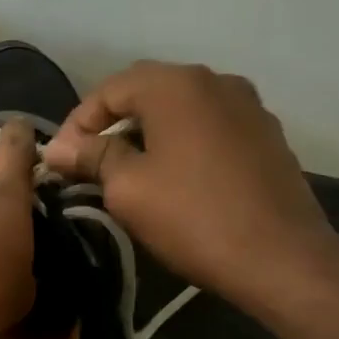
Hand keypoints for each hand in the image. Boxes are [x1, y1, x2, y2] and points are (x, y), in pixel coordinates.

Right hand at [41, 62, 338, 308]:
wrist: (280, 257)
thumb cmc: (192, 217)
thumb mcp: (127, 187)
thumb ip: (90, 156)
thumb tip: (58, 148)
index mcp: (176, 85)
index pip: (109, 89)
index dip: (77, 124)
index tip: (60, 161)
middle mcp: (215, 81)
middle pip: (145, 92)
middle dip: (110, 124)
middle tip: (87, 163)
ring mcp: (247, 106)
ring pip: (179, 109)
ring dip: (146, 132)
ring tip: (125, 170)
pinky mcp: (265, 134)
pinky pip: (208, 126)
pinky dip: (180, 142)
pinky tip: (171, 176)